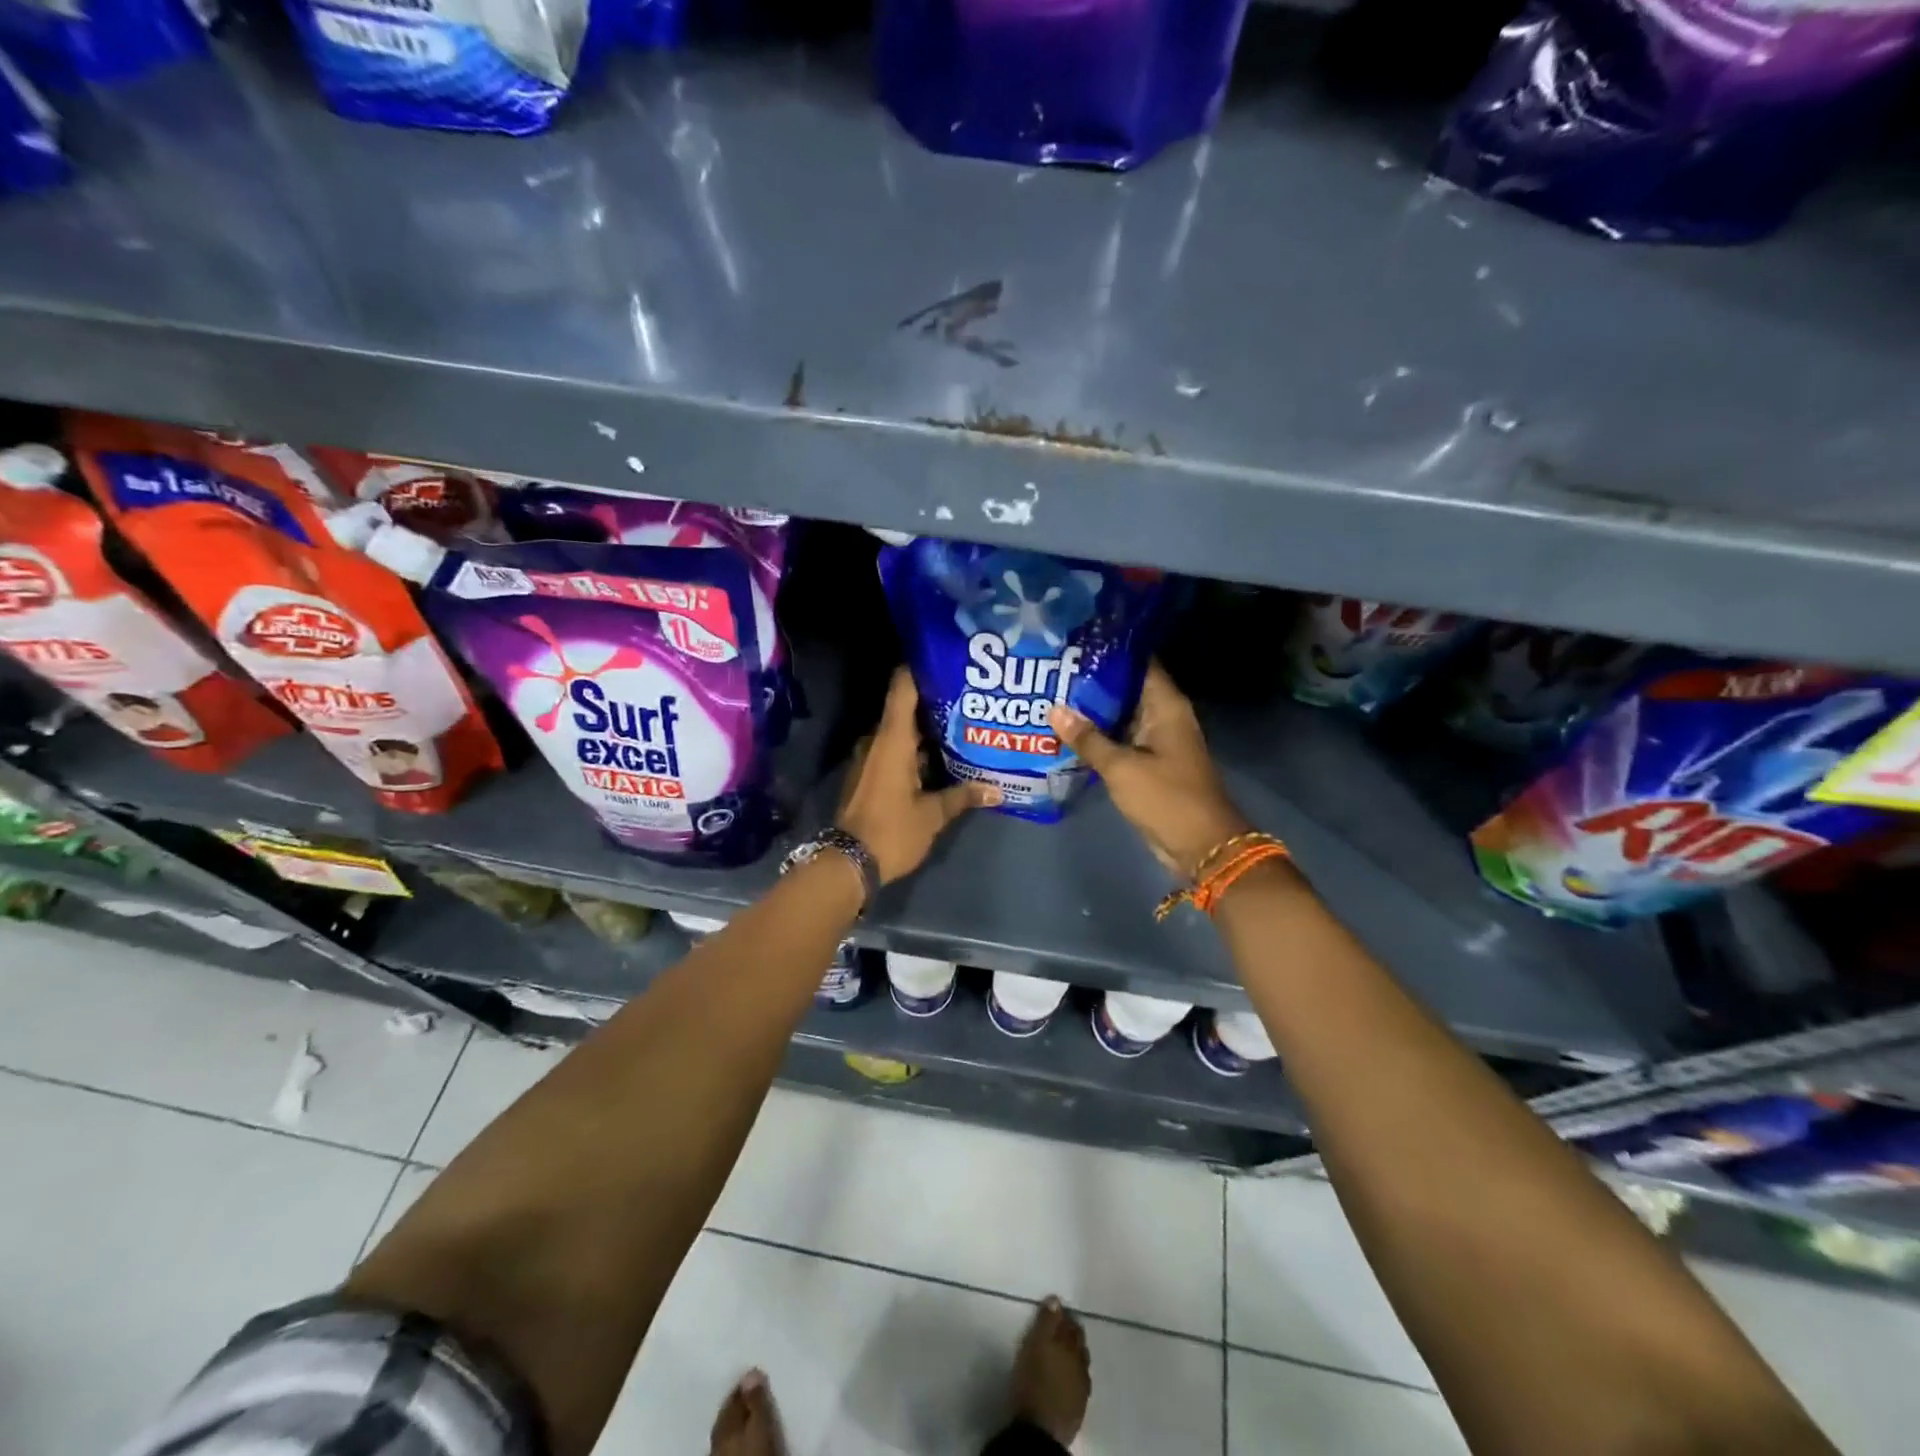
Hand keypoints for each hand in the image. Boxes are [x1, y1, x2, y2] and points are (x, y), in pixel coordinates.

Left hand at [838, 668, 999, 883]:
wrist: (848, 863)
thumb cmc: (892, 830)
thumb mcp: (933, 815)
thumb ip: (963, 796)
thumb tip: (997, 790)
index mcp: (892, 740)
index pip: (903, 688)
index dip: (920, 668)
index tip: (945, 658)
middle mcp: (877, 741)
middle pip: (906, 709)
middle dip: (936, 702)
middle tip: (970, 696)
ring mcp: (870, 758)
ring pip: (902, 733)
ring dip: (927, 729)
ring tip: (964, 724)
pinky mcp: (869, 776)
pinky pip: (895, 751)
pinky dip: (916, 749)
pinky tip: (942, 756)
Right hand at [1049, 663, 1251, 878]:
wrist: (1200, 845)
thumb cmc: (1166, 797)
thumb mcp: (1121, 767)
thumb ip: (1088, 738)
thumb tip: (1055, 710)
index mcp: (1166, 706)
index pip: (1138, 663)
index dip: (1109, 651)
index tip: (1075, 642)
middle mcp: (1163, 716)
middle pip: (1126, 687)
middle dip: (1092, 680)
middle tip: (1053, 668)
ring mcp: (1157, 740)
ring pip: (1120, 715)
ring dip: (1093, 710)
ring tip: (1052, 694)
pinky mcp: (1150, 762)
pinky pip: (1121, 739)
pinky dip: (1099, 735)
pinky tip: (1067, 732)